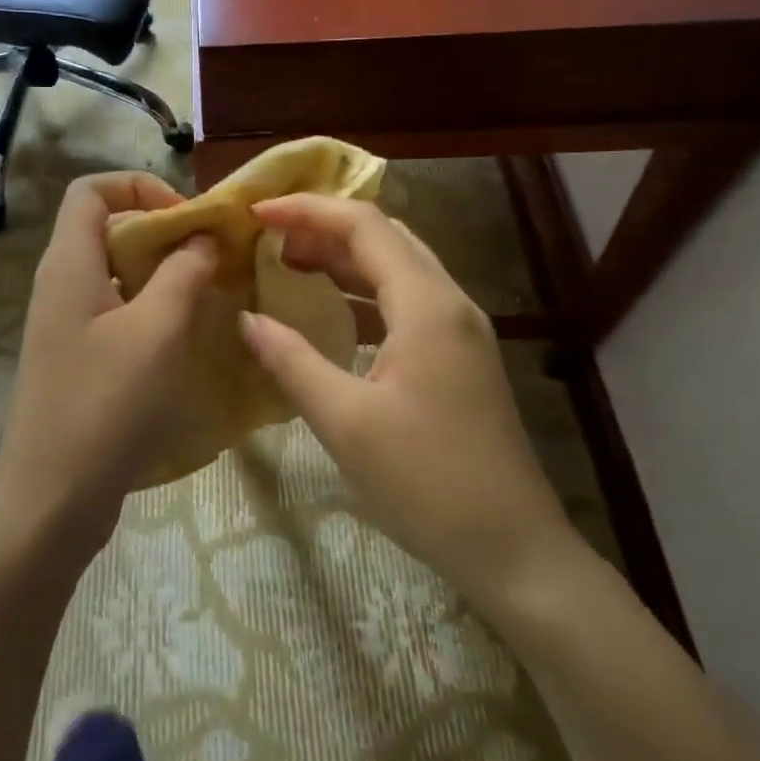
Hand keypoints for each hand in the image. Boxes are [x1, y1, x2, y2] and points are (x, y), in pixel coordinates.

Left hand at [0, 173, 217, 551]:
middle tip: (209, 257)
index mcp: (69, 265)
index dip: (139, 186)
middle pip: (106, 228)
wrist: (53, 498)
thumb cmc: (106, 404)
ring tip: (207, 294)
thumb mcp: (156, 331)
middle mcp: (60, 285)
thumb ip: (182, 273)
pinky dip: (149, 310)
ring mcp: (64, 325)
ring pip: (114, 273)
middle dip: (161, 232)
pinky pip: (114, 312)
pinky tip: (184, 337)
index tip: (187, 218)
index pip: (91, 190)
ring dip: (160, 274)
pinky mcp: (75, 359)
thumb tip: (200, 239)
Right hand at [239, 195, 578, 611]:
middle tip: (268, 239)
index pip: (364, 226)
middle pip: (385, 238)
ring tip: (288, 266)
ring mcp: (460, 331)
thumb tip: (246, 319)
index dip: (307, 210)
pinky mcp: (459, 357)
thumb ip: (291, 361)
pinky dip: (362, 293)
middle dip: (323, 228)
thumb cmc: (425, 482)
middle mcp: (450, 303)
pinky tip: (330, 313)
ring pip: (397, 268)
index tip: (255, 213)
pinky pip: (406, 302)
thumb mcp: (345, 421)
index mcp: (427, 305)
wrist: (513, 549)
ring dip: (343, 259)